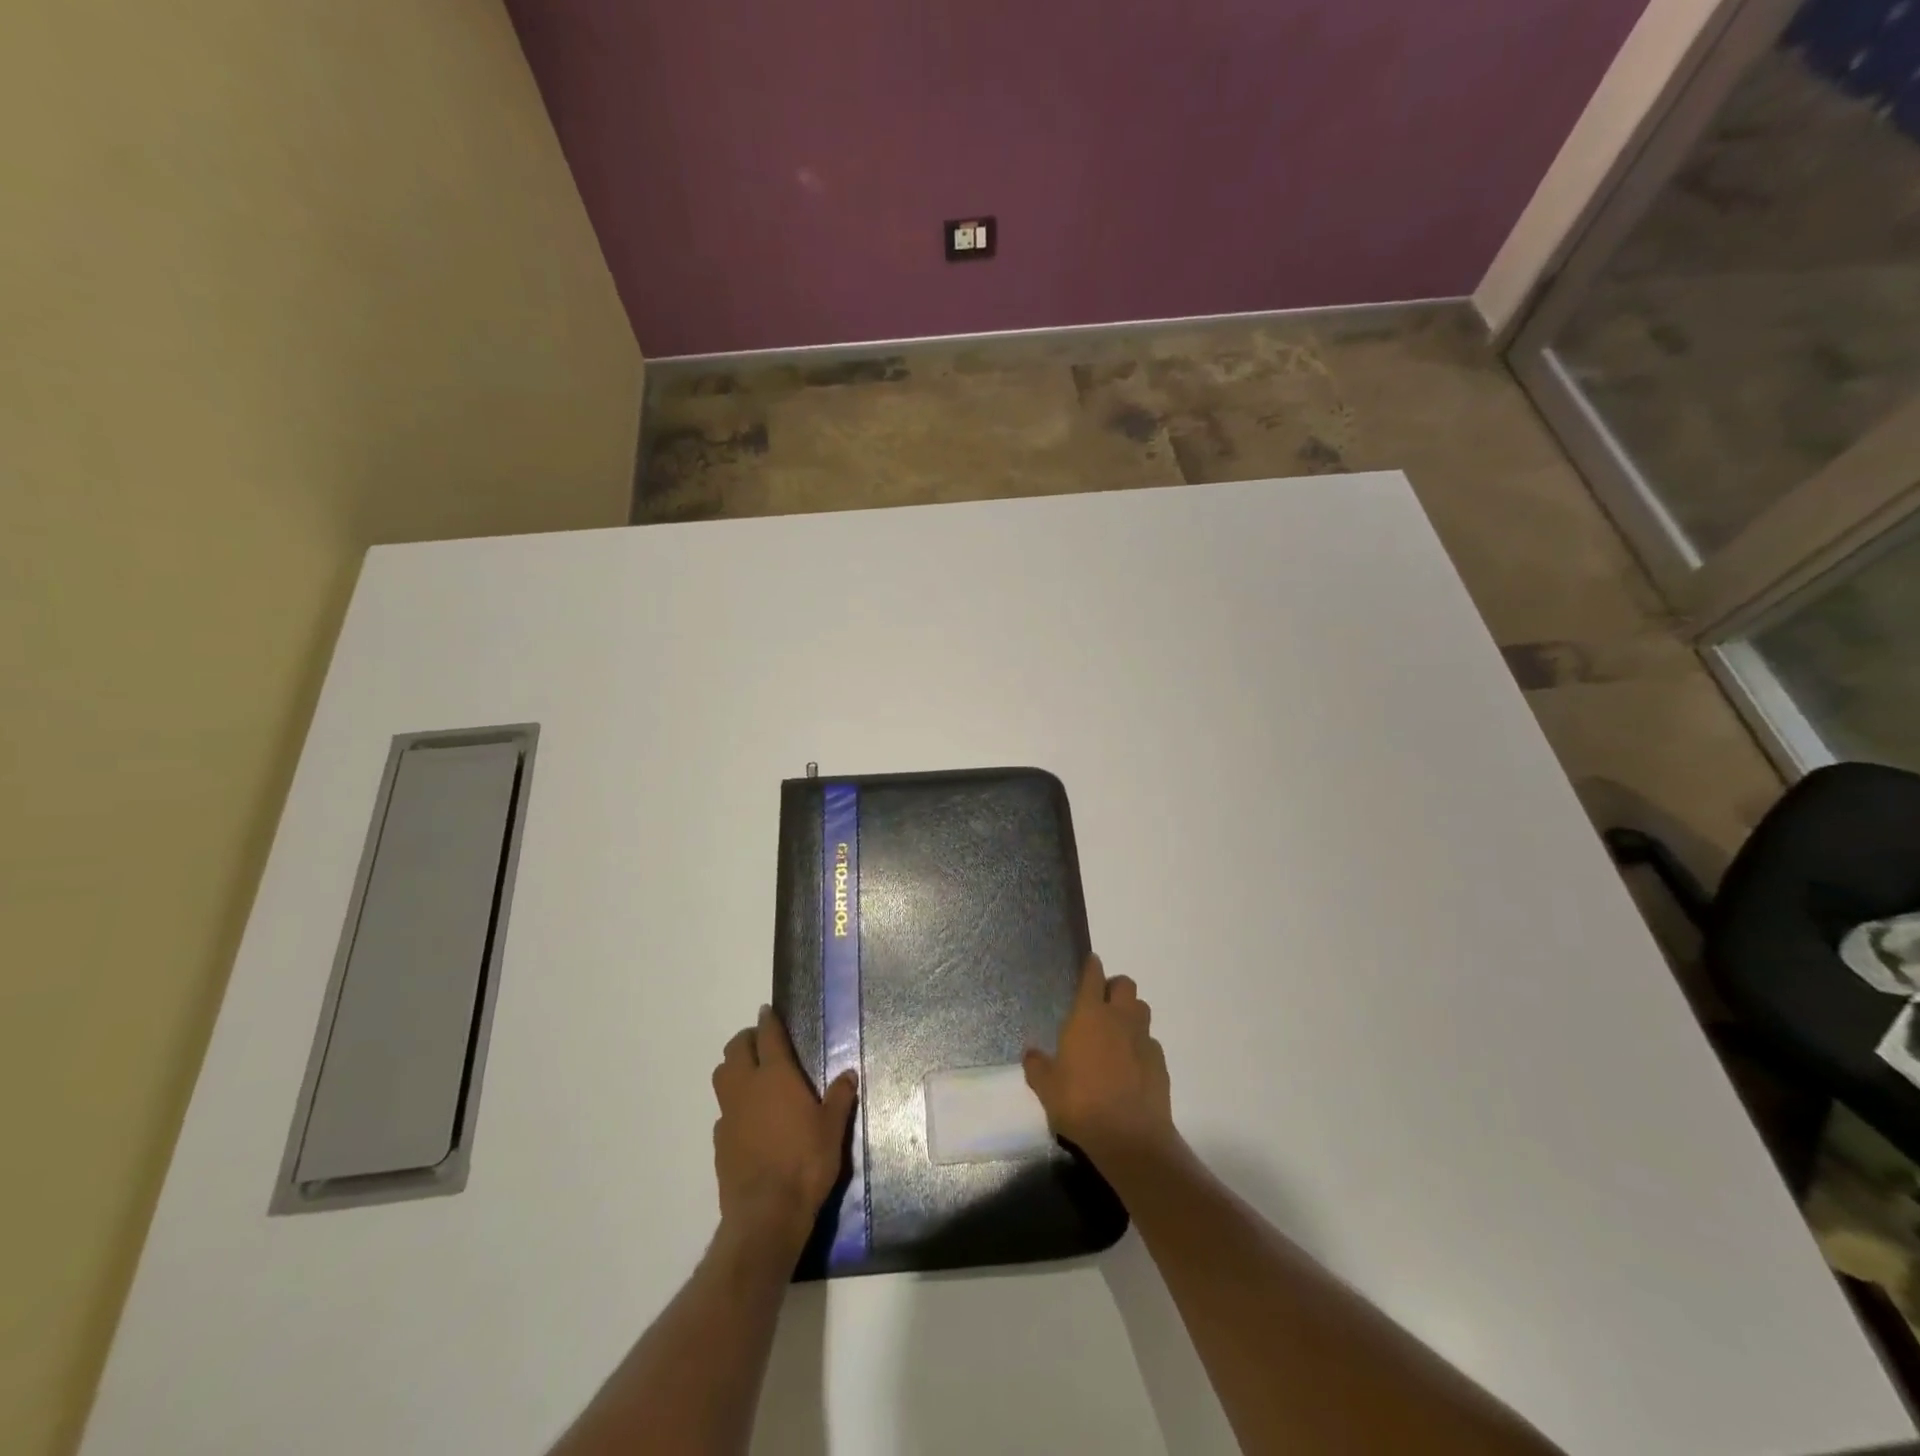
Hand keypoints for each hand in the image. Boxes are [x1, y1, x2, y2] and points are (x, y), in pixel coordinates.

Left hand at [711, 1007, 857, 1251]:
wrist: (766, 1213)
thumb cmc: (806, 1162)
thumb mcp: (833, 1127)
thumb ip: (839, 1097)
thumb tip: (849, 1074)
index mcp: (776, 1076)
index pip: (768, 1036)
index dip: (768, 1021)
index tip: (767, 1011)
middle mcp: (747, 1087)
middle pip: (735, 1050)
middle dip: (746, 1039)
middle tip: (759, 1041)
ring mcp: (729, 1114)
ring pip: (722, 1076)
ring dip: (733, 1067)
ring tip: (749, 1073)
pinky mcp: (719, 1141)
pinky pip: (723, 1110)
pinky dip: (733, 1104)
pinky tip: (747, 1118)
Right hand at [1024, 954, 1173, 1164]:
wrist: (1130, 1138)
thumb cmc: (1081, 1104)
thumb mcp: (1046, 1088)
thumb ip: (1037, 1066)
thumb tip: (1031, 1054)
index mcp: (1089, 1015)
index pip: (1093, 976)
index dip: (1091, 966)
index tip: (1090, 962)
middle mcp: (1119, 1018)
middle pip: (1125, 984)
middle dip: (1114, 987)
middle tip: (1101, 1004)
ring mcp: (1143, 1039)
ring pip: (1141, 1009)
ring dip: (1130, 1013)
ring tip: (1117, 1032)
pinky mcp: (1160, 1062)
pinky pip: (1150, 1041)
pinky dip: (1141, 1045)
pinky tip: (1131, 1065)